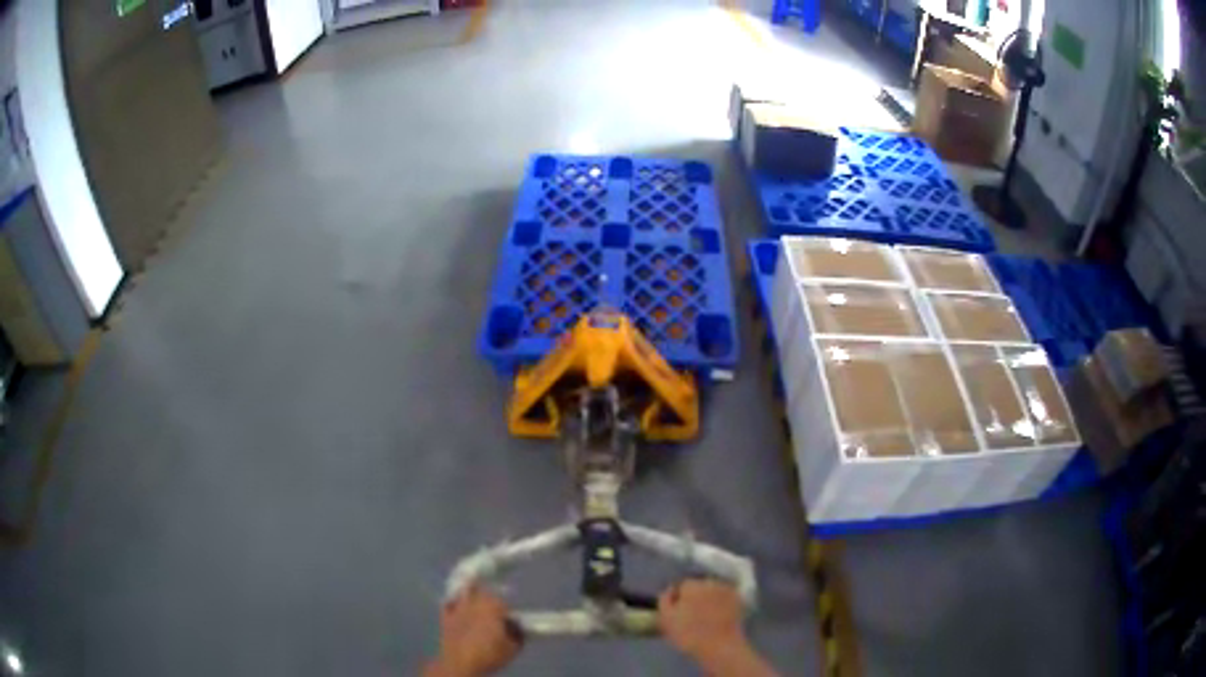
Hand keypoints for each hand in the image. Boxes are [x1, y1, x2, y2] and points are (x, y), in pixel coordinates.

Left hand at [426, 585, 520, 676]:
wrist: (460, 662)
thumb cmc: (489, 654)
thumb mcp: (513, 648)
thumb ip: (517, 633)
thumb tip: (515, 625)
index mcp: (494, 607)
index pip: (504, 600)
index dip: (507, 608)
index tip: (509, 616)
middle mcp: (475, 601)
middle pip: (484, 590)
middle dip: (489, 595)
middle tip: (494, 606)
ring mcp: (458, 607)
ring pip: (466, 590)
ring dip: (471, 591)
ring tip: (475, 597)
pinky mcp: (445, 616)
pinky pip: (450, 601)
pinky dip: (454, 601)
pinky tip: (457, 605)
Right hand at [658, 580, 746, 660]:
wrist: (720, 647)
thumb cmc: (689, 634)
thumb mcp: (666, 619)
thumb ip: (665, 600)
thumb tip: (670, 590)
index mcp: (691, 586)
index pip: (682, 586)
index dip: (679, 599)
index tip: (678, 611)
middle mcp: (711, 582)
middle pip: (699, 586)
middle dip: (695, 596)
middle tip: (692, 614)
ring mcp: (727, 590)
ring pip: (713, 591)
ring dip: (709, 599)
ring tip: (707, 616)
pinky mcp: (739, 600)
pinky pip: (726, 598)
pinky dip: (722, 604)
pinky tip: (719, 616)